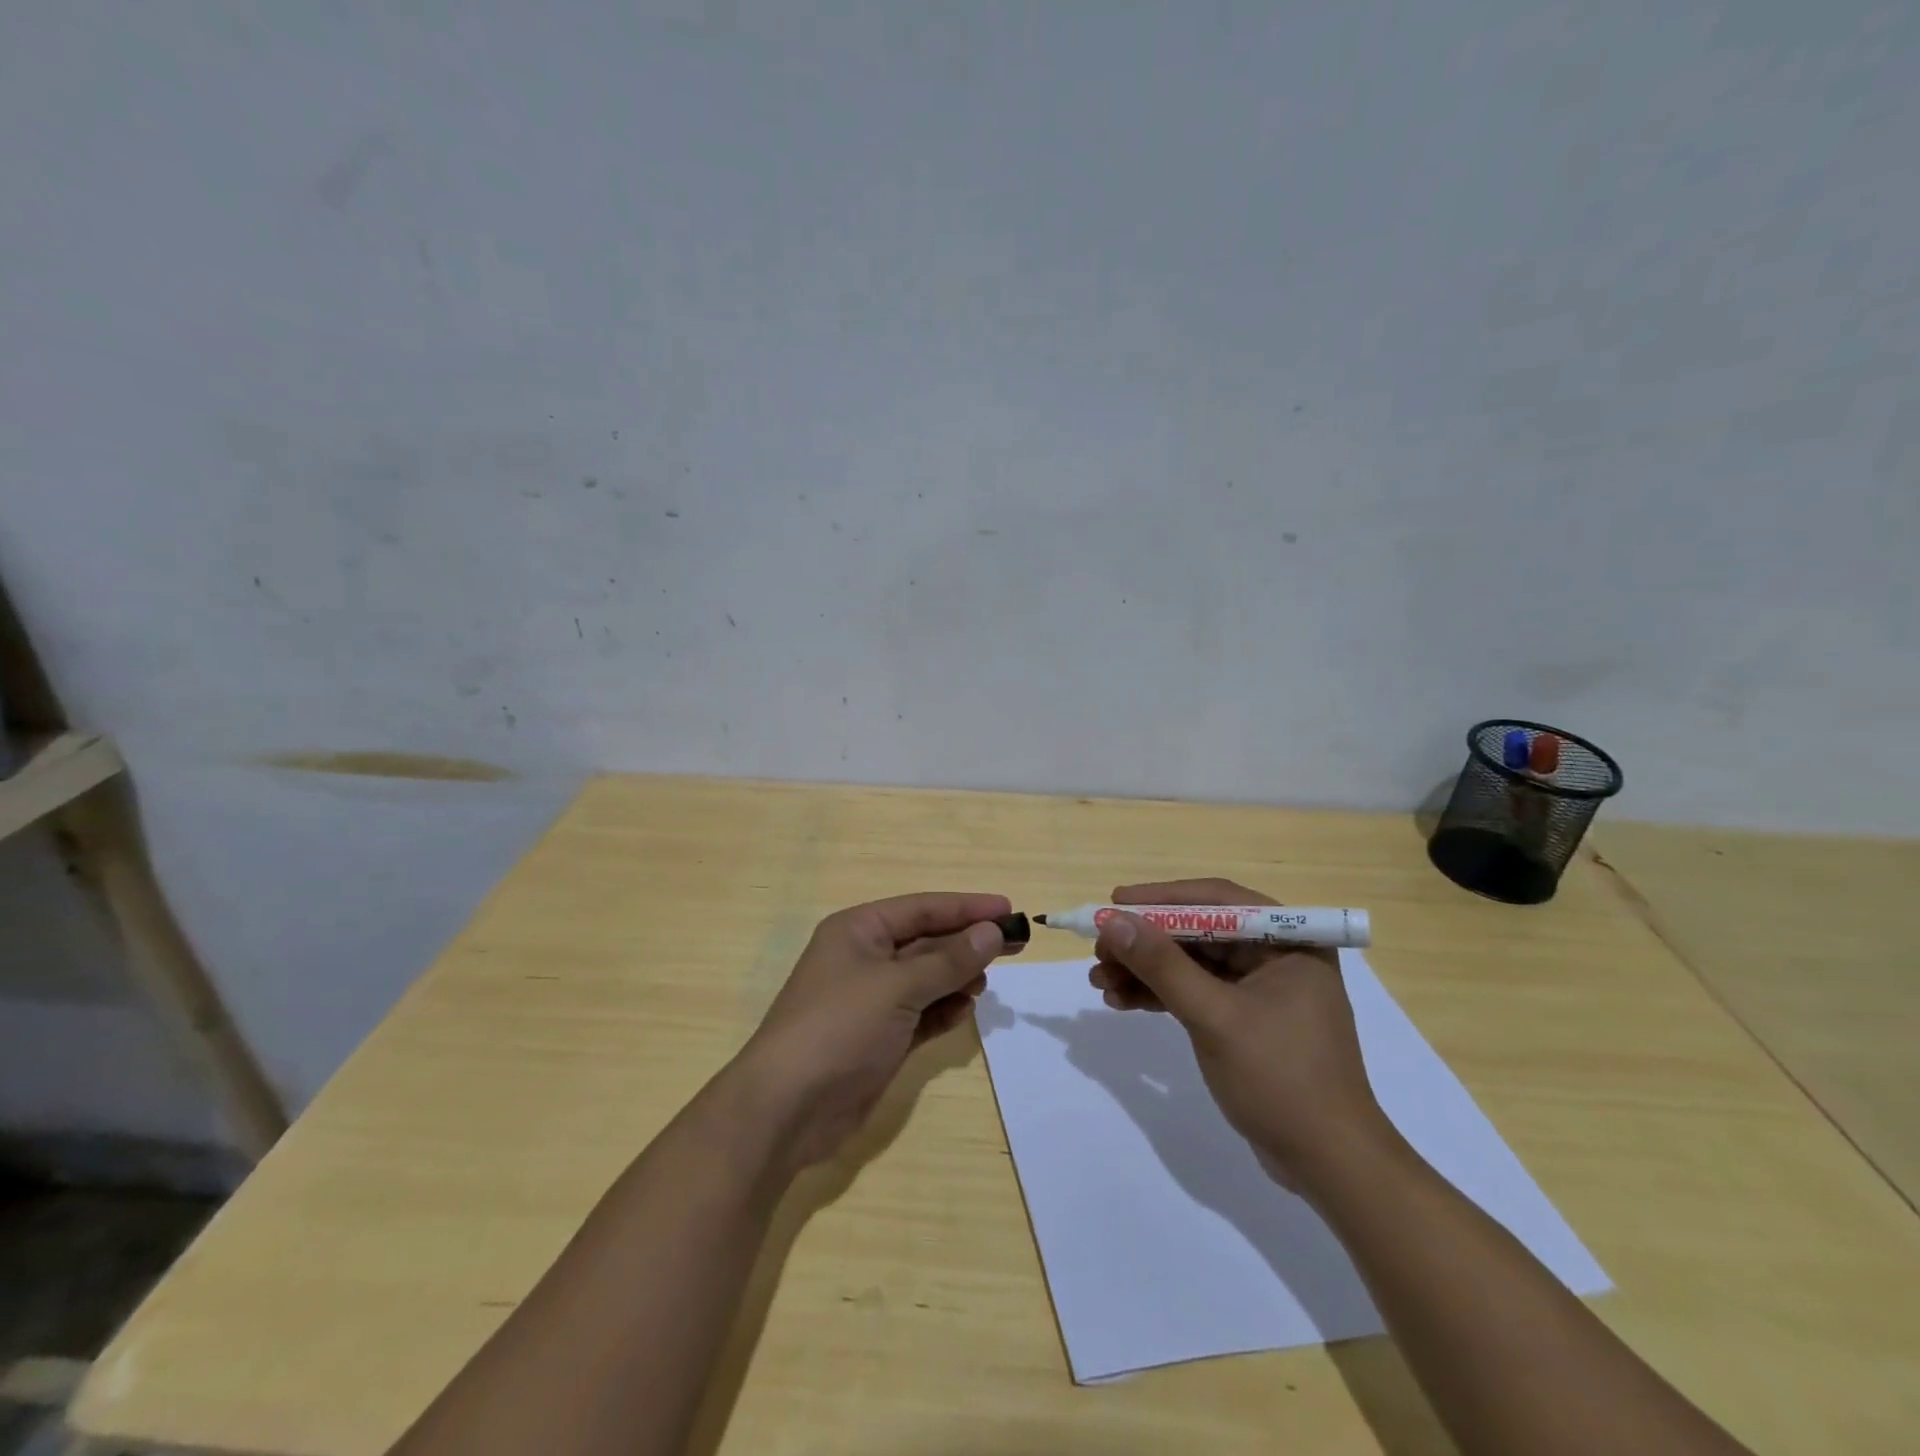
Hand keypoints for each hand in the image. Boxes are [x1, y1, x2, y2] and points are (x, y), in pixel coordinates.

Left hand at [739, 891, 1015, 1171]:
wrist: (786, 1109)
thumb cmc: (840, 1028)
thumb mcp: (898, 987)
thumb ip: (949, 960)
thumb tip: (991, 931)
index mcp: (859, 931)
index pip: (922, 908)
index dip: (966, 907)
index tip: (1008, 908)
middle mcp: (865, 958)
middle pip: (928, 942)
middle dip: (967, 944)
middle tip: (1016, 945)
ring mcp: (872, 1000)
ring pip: (927, 978)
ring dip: (956, 979)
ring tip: (983, 985)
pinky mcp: (879, 1037)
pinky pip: (921, 1013)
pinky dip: (943, 1010)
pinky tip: (963, 1011)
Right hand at [1089, 878, 1396, 1194]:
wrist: (1329, 1166)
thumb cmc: (1281, 1079)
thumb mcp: (1215, 1017)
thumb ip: (1162, 966)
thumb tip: (1111, 920)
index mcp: (1289, 941)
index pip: (1216, 900)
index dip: (1161, 899)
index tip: (1115, 901)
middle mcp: (1276, 956)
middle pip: (1198, 932)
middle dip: (1146, 942)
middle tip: (1100, 950)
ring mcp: (1261, 990)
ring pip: (1191, 964)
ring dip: (1145, 971)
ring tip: (1100, 981)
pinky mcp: (1246, 1021)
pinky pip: (1196, 993)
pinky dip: (1160, 995)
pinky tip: (1122, 1001)